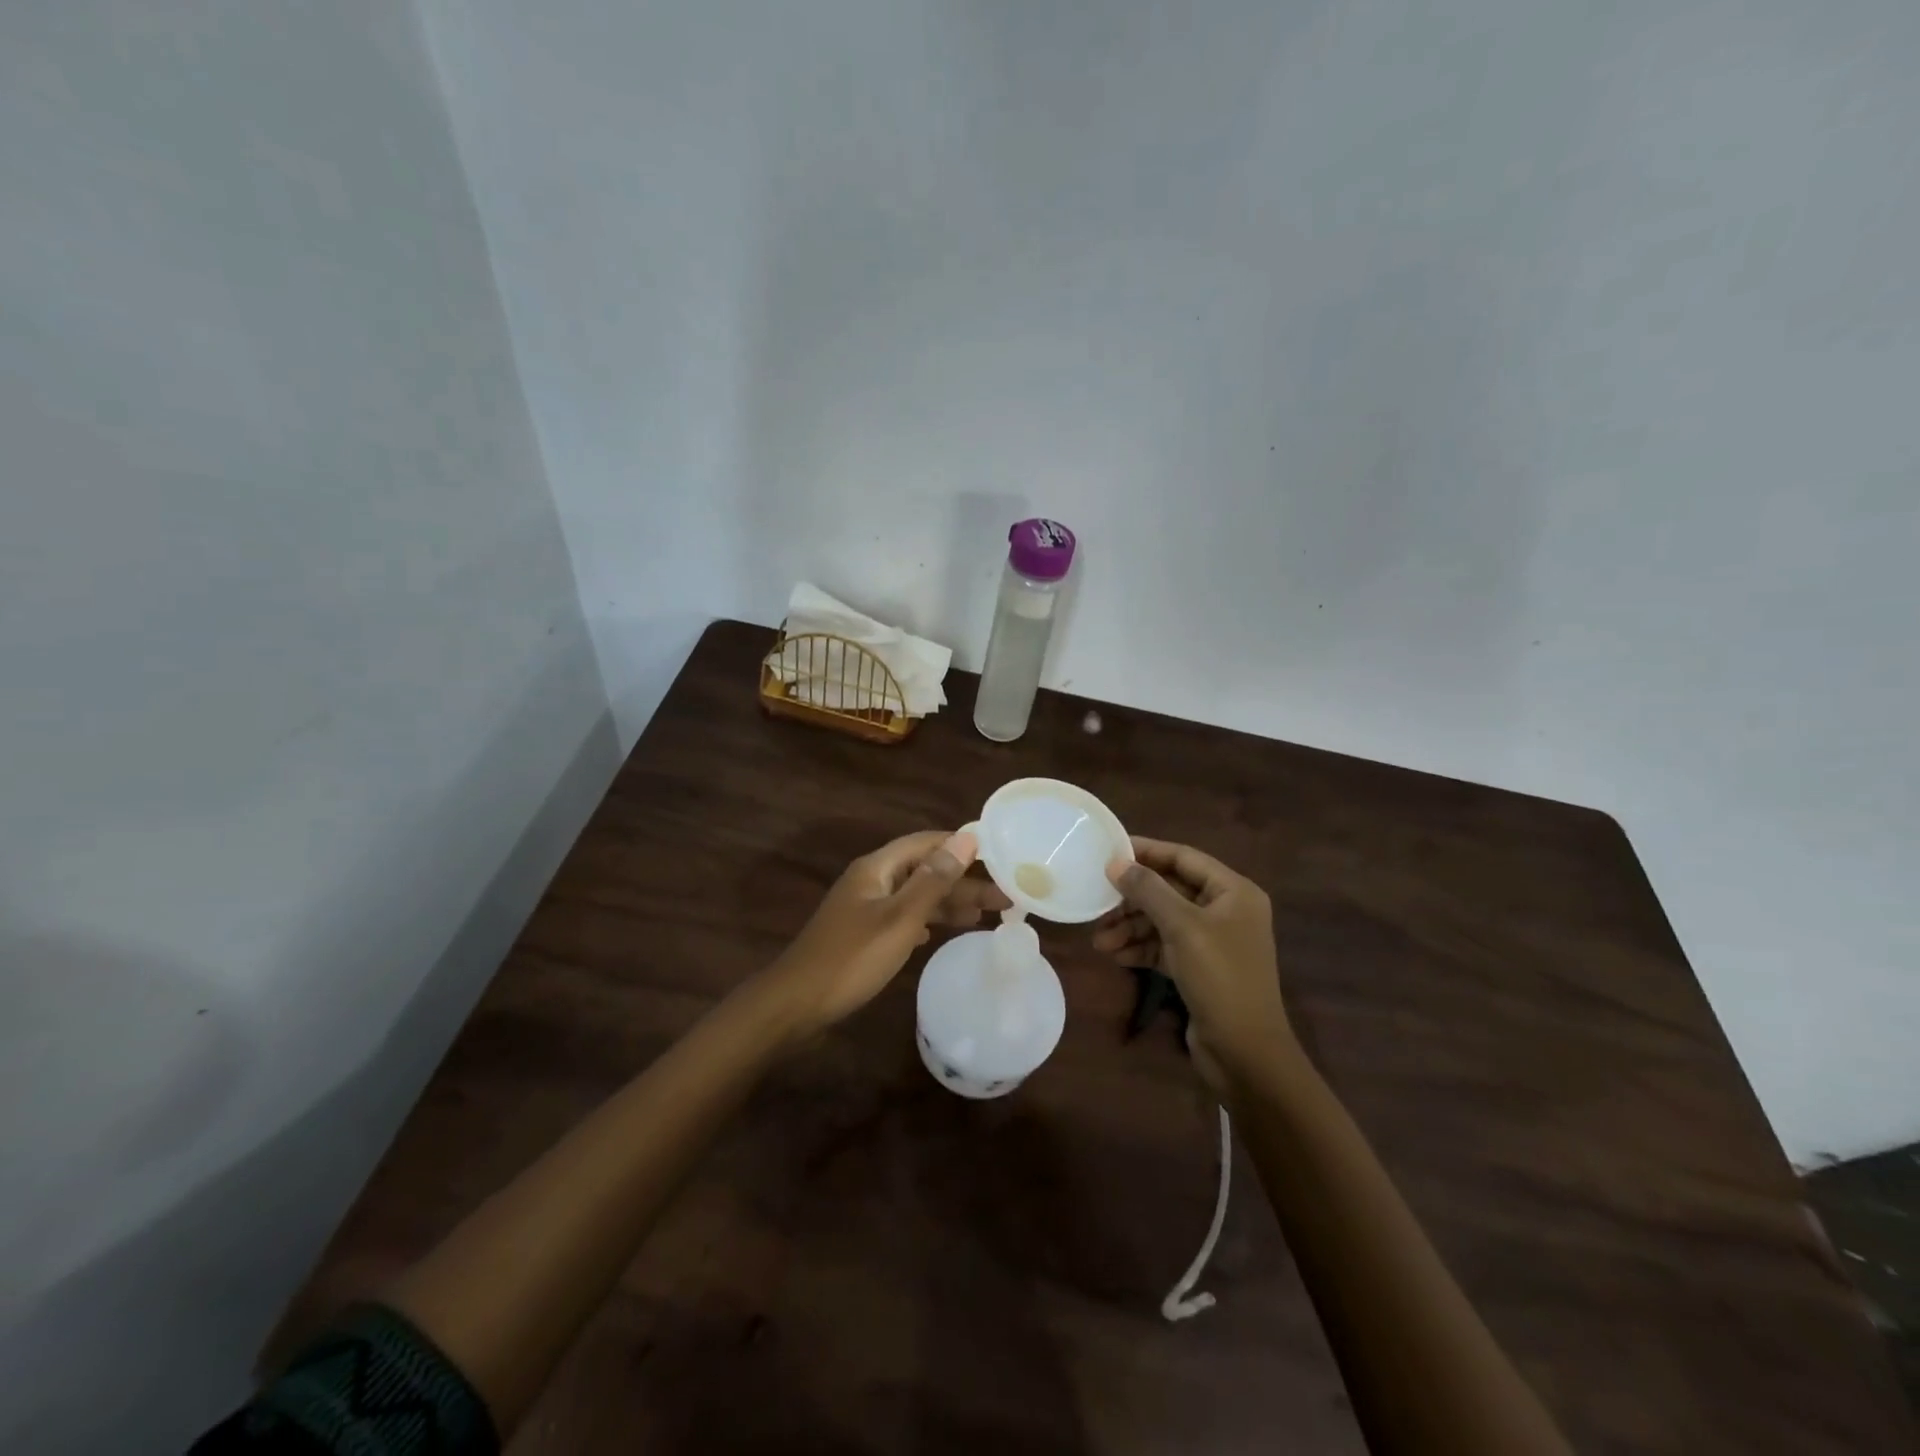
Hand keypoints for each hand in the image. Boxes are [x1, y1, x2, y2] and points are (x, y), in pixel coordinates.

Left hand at [761, 830, 1010, 1038]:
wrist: (796, 1004)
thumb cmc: (851, 958)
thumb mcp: (900, 919)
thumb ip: (934, 879)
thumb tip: (966, 838)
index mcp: (877, 868)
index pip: (927, 842)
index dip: (961, 845)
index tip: (999, 856)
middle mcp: (871, 880)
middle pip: (923, 870)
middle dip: (961, 881)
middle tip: (1003, 898)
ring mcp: (864, 908)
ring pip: (914, 896)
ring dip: (946, 902)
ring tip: (983, 915)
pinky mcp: (861, 934)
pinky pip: (901, 917)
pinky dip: (924, 921)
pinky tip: (937, 933)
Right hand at [1092, 837, 1294, 1090]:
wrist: (1245, 1053)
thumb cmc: (1220, 978)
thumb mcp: (1182, 927)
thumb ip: (1148, 890)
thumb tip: (1115, 863)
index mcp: (1233, 892)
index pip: (1184, 858)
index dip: (1146, 852)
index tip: (1108, 851)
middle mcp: (1225, 911)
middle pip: (1170, 891)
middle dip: (1132, 900)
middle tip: (1098, 904)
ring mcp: (1212, 941)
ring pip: (1163, 921)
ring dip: (1131, 928)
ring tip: (1100, 941)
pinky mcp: (1199, 968)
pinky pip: (1164, 947)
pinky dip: (1140, 949)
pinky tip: (1115, 956)